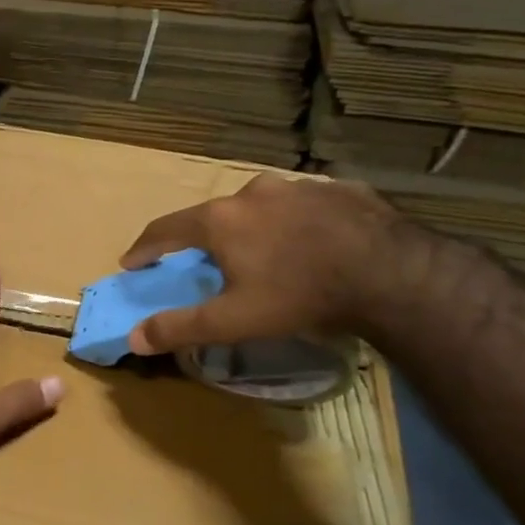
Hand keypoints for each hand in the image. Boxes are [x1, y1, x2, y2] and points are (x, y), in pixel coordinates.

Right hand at [119, 174, 411, 355]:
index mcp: (220, 220)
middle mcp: (252, 192)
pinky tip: (311, 243)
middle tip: (205, 261)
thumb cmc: (300, 295)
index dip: (145, 248)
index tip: (131, 263)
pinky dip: (296, 223)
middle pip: (214, 215)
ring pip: (261, 207)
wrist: (393, 273)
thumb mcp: (233, 321)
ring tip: (263, 252)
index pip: (165, 229)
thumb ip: (180, 328)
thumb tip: (134, 339)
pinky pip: (305, 206)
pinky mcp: (340, 189)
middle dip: (203, 238)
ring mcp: (299, 186)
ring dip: (252, 227)